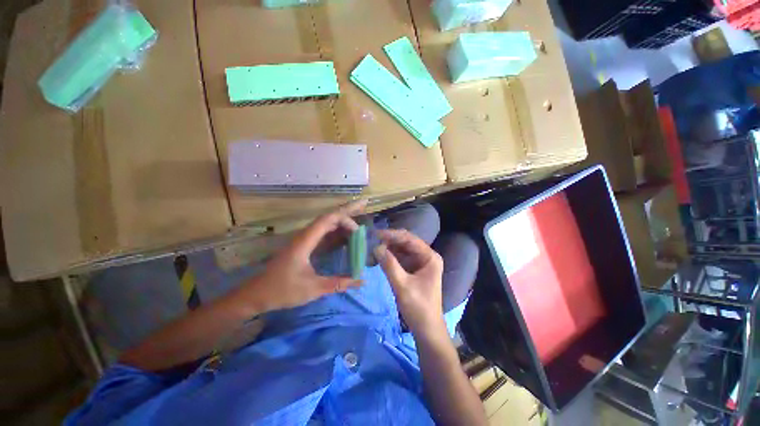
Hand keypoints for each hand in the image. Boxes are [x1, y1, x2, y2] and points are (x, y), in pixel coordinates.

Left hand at [235, 201, 365, 312]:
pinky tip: (345, 235)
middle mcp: (305, 235)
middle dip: (347, 210)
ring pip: (326, 223)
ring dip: (342, 220)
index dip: (345, 219)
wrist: (256, 294)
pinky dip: (336, 230)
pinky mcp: (305, 245)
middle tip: (365, 204)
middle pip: (329, 216)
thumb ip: (338, 283)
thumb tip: (361, 281)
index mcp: (305, 241)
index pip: (328, 219)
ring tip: (359, 218)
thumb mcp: (313, 288)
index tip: (358, 230)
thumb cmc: (282, 290)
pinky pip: (324, 233)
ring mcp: (305, 239)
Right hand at [374, 229, 445, 336]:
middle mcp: (426, 256)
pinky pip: (400, 258)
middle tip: (371, 240)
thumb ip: (389, 265)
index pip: (409, 239)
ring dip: (388, 248)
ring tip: (372, 246)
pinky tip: (379, 256)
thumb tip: (376, 247)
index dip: (392, 235)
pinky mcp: (413, 269)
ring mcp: (420, 262)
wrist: (427, 330)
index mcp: (430, 257)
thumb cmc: (418, 308)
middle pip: (406, 242)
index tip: (375, 234)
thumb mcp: (402, 286)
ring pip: (402, 250)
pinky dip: (390, 257)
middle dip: (389, 241)